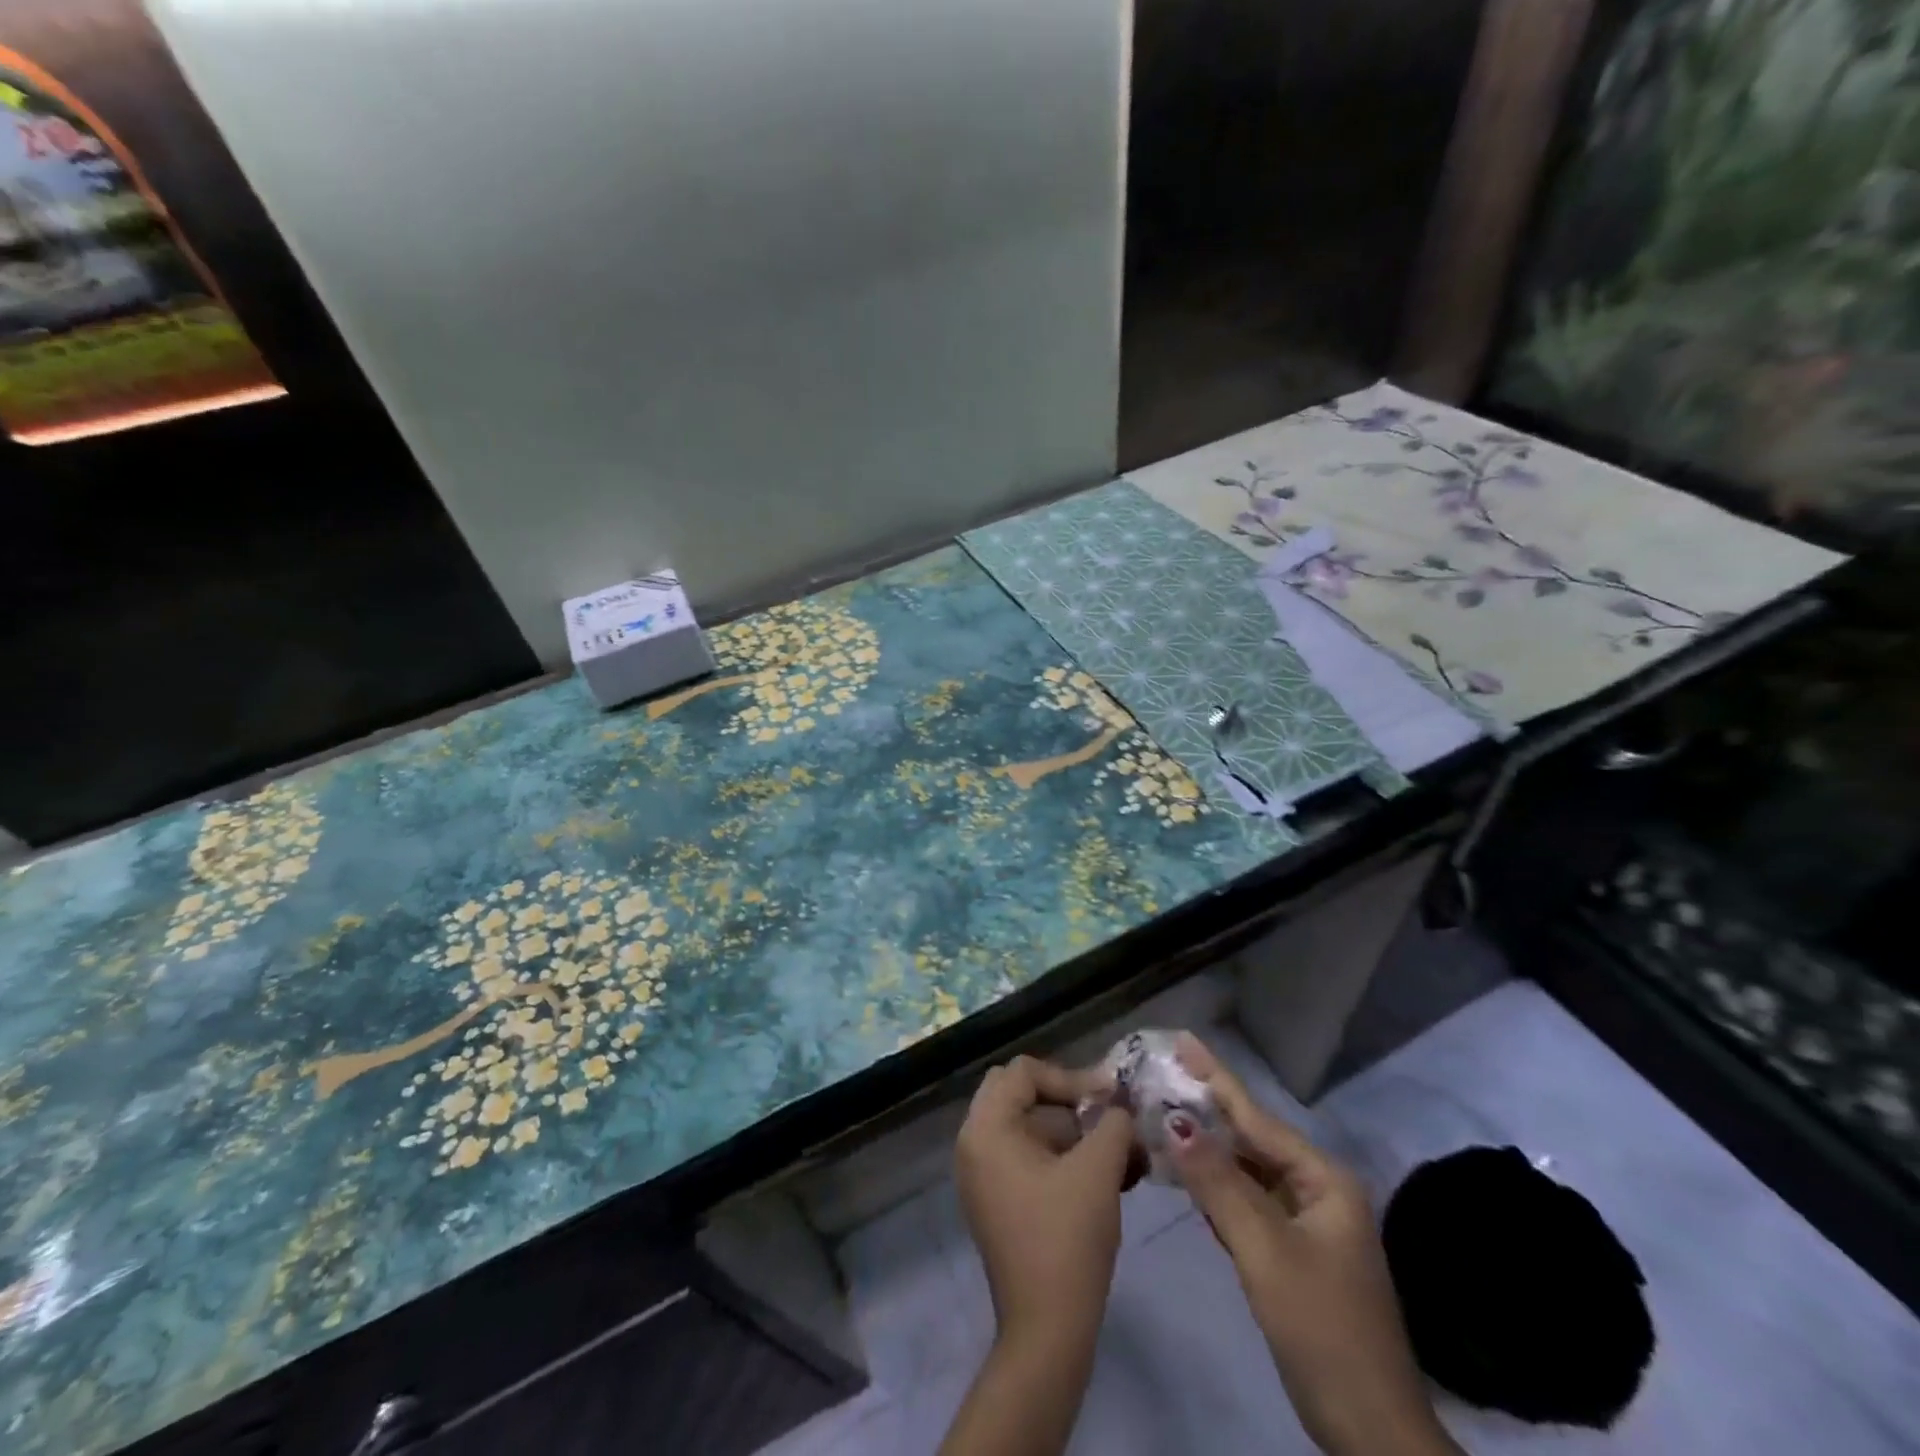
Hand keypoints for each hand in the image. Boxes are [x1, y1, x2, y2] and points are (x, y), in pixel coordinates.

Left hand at [954, 1055, 1135, 1352]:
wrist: (1048, 1331)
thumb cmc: (1067, 1238)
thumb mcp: (1098, 1169)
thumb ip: (1112, 1122)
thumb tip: (1119, 1103)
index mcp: (986, 1128)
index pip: (1024, 1072)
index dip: (1070, 1077)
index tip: (1110, 1099)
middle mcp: (974, 1143)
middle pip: (1021, 1093)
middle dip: (1069, 1101)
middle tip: (1105, 1118)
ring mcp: (982, 1174)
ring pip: (1029, 1126)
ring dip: (1074, 1132)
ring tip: (1122, 1156)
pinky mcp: (998, 1200)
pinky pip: (1028, 1157)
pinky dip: (1063, 1157)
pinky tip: (1107, 1178)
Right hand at [1167, 1035, 1458, 1455]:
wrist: (1372, 1432)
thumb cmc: (1323, 1329)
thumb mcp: (1266, 1252)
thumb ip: (1220, 1183)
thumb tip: (1177, 1120)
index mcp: (1323, 1180)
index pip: (1256, 1118)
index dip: (1215, 1077)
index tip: (1183, 1039)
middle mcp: (1317, 1190)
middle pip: (1250, 1139)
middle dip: (1206, 1109)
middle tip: (1161, 1075)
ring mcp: (1306, 1223)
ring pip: (1245, 1171)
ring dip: (1206, 1147)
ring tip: (1163, 1111)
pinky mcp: (1292, 1252)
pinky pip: (1246, 1203)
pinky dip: (1215, 1187)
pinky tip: (1187, 1171)